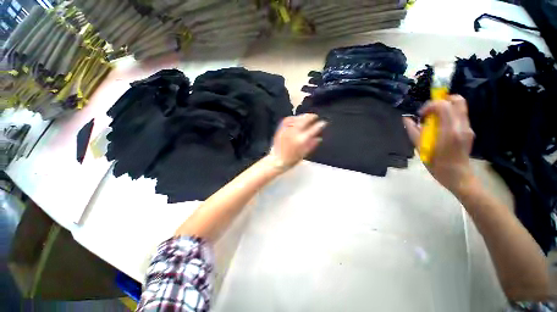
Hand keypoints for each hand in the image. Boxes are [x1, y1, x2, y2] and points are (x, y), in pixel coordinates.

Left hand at [271, 114, 326, 167]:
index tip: (323, 123)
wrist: (276, 160)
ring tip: (307, 116)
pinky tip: (296, 118)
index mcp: (301, 140)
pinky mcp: (281, 129)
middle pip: (304, 120)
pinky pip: (287, 120)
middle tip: (315, 116)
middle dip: (311, 116)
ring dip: (303, 116)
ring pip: (296, 119)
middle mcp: (294, 133)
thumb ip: (311, 145)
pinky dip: (293, 117)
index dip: (319, 125)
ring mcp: (287, 130)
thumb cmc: (291, 160)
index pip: (313, 130)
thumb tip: (319, 138)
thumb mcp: (303, 154)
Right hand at [403, 95, 476, 193]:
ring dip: (445, 108)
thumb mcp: (421, 148)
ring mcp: (468, 128)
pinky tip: (440, 127)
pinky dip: (449, 115)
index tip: (421, 115)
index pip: (443, 106)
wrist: (458, 176)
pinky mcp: (469, 131)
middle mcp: (462, 126)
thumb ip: (413, 131)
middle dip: (442, 100)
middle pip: (457, 100)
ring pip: (459, 107)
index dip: (430, 105)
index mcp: (450, 131)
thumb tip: (406, 119)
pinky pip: (459, 115)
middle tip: (430, 111)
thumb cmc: (436, 165)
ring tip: (434, 120)